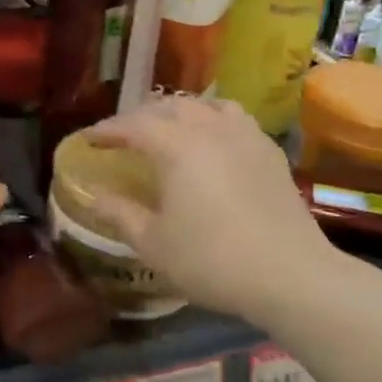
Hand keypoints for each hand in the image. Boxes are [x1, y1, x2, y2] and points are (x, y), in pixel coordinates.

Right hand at [81, 98, 346, 321]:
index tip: (88, 140)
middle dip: (139, 118)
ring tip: (167, 130)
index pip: (132, 125)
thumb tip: (92, 195)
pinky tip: (212, 140)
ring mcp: (244, 135)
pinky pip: (233, 117)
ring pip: (203, 105)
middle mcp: (209, 128)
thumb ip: (119, 214)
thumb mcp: (154, 244)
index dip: (107, 130)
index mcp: (176, 146)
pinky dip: (212, 119)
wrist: (292, 276)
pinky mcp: (268, 150)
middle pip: (167, 108)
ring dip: (177, 112)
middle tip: (123, 137)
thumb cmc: (213, 260)